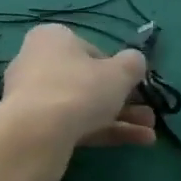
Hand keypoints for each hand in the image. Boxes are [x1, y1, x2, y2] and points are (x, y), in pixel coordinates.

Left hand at [0, 24, 154, 180]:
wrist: (35, 133)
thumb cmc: (79, 89)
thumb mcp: (119, 72)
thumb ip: (132, 64)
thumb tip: (133, 61)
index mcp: (50, 38)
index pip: (88, 50)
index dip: (114, 68)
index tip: (131, 83)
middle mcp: (35, 62)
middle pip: (85, 80)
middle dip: (122, 99)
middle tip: (149, 114)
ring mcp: (31, 96)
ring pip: (81, 105)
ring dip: (119, 118)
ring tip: (150, 132)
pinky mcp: (32, 125)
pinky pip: (71, 124)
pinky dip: (102, 131)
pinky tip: (136, 141)